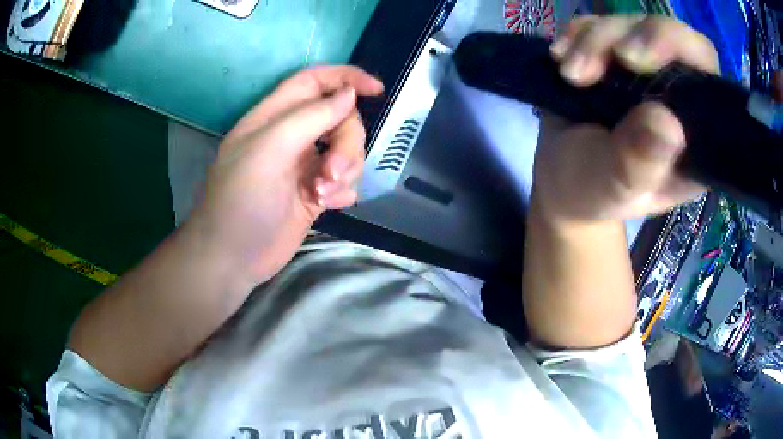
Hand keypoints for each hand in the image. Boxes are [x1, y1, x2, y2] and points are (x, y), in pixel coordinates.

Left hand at [188, 66, 383, 285]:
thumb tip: (350, 94)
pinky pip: (345, 179)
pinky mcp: (314, 193)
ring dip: (345, 171)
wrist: (233, 257)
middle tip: (331, 174)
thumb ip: (311, 117)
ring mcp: (304, 165)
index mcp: (275, 116)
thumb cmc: (241, 199)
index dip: (346, 78)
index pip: (315, 81)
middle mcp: (292, 136)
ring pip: (347, 150)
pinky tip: (330, 204)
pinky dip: (345, 189)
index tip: (376, 89)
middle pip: (340, 118)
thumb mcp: (270, 149)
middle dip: (346, 143)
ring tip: (322, 196)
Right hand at [533, 16, 719, 222]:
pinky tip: (561, 57)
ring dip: (595, 39)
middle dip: (629, 36)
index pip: (705, 72)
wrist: (564, 179)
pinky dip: (577, 33)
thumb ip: (640, 165)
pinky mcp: (615, 56)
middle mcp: (678, 95)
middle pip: (669, 34)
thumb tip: (667, 124)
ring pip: (630, 23)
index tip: (633, 59)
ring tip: (569, 74)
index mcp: (694, 134)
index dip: (677, 47)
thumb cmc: (596, 191)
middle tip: (594, 63)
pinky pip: (600, 23)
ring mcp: (646, 70)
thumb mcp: (616, 188)